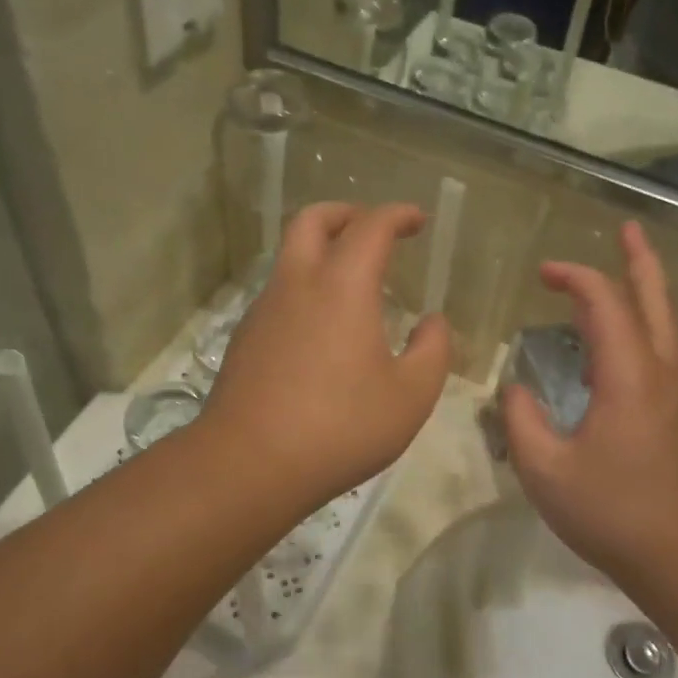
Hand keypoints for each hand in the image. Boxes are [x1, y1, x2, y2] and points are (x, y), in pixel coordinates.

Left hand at [205, 203, 451, 508]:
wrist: (249, 464)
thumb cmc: (341, 426)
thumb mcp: (410, 396)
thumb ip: (433, 351)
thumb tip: (433, 323)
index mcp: (343, 285)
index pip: (371, 226)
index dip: (398, 214)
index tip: (417, 220)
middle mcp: (298, 284)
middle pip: (312, 220)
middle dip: (346, 213)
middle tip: (372, 230)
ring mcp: (263, 310)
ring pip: (289, 256)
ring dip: (321, 252)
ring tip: (351, 284)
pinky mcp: (244, 339)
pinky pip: (278, 294)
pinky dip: (304, 289)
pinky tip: (320, 329)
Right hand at [502, 222, 677, 592]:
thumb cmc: (613, 513)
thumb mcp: (546, 470)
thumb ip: (521, 420)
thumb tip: (517, 390)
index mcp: (630, 376)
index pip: (605, 303)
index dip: (575, 278)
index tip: (543, 274)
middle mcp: (664, 372)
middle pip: (656, 298)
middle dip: (639, 259)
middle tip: (627, 229)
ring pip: (667, 323)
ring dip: (645, 291)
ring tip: (624, 273)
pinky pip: (664, 350)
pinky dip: (644, 325)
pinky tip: (620, 342)